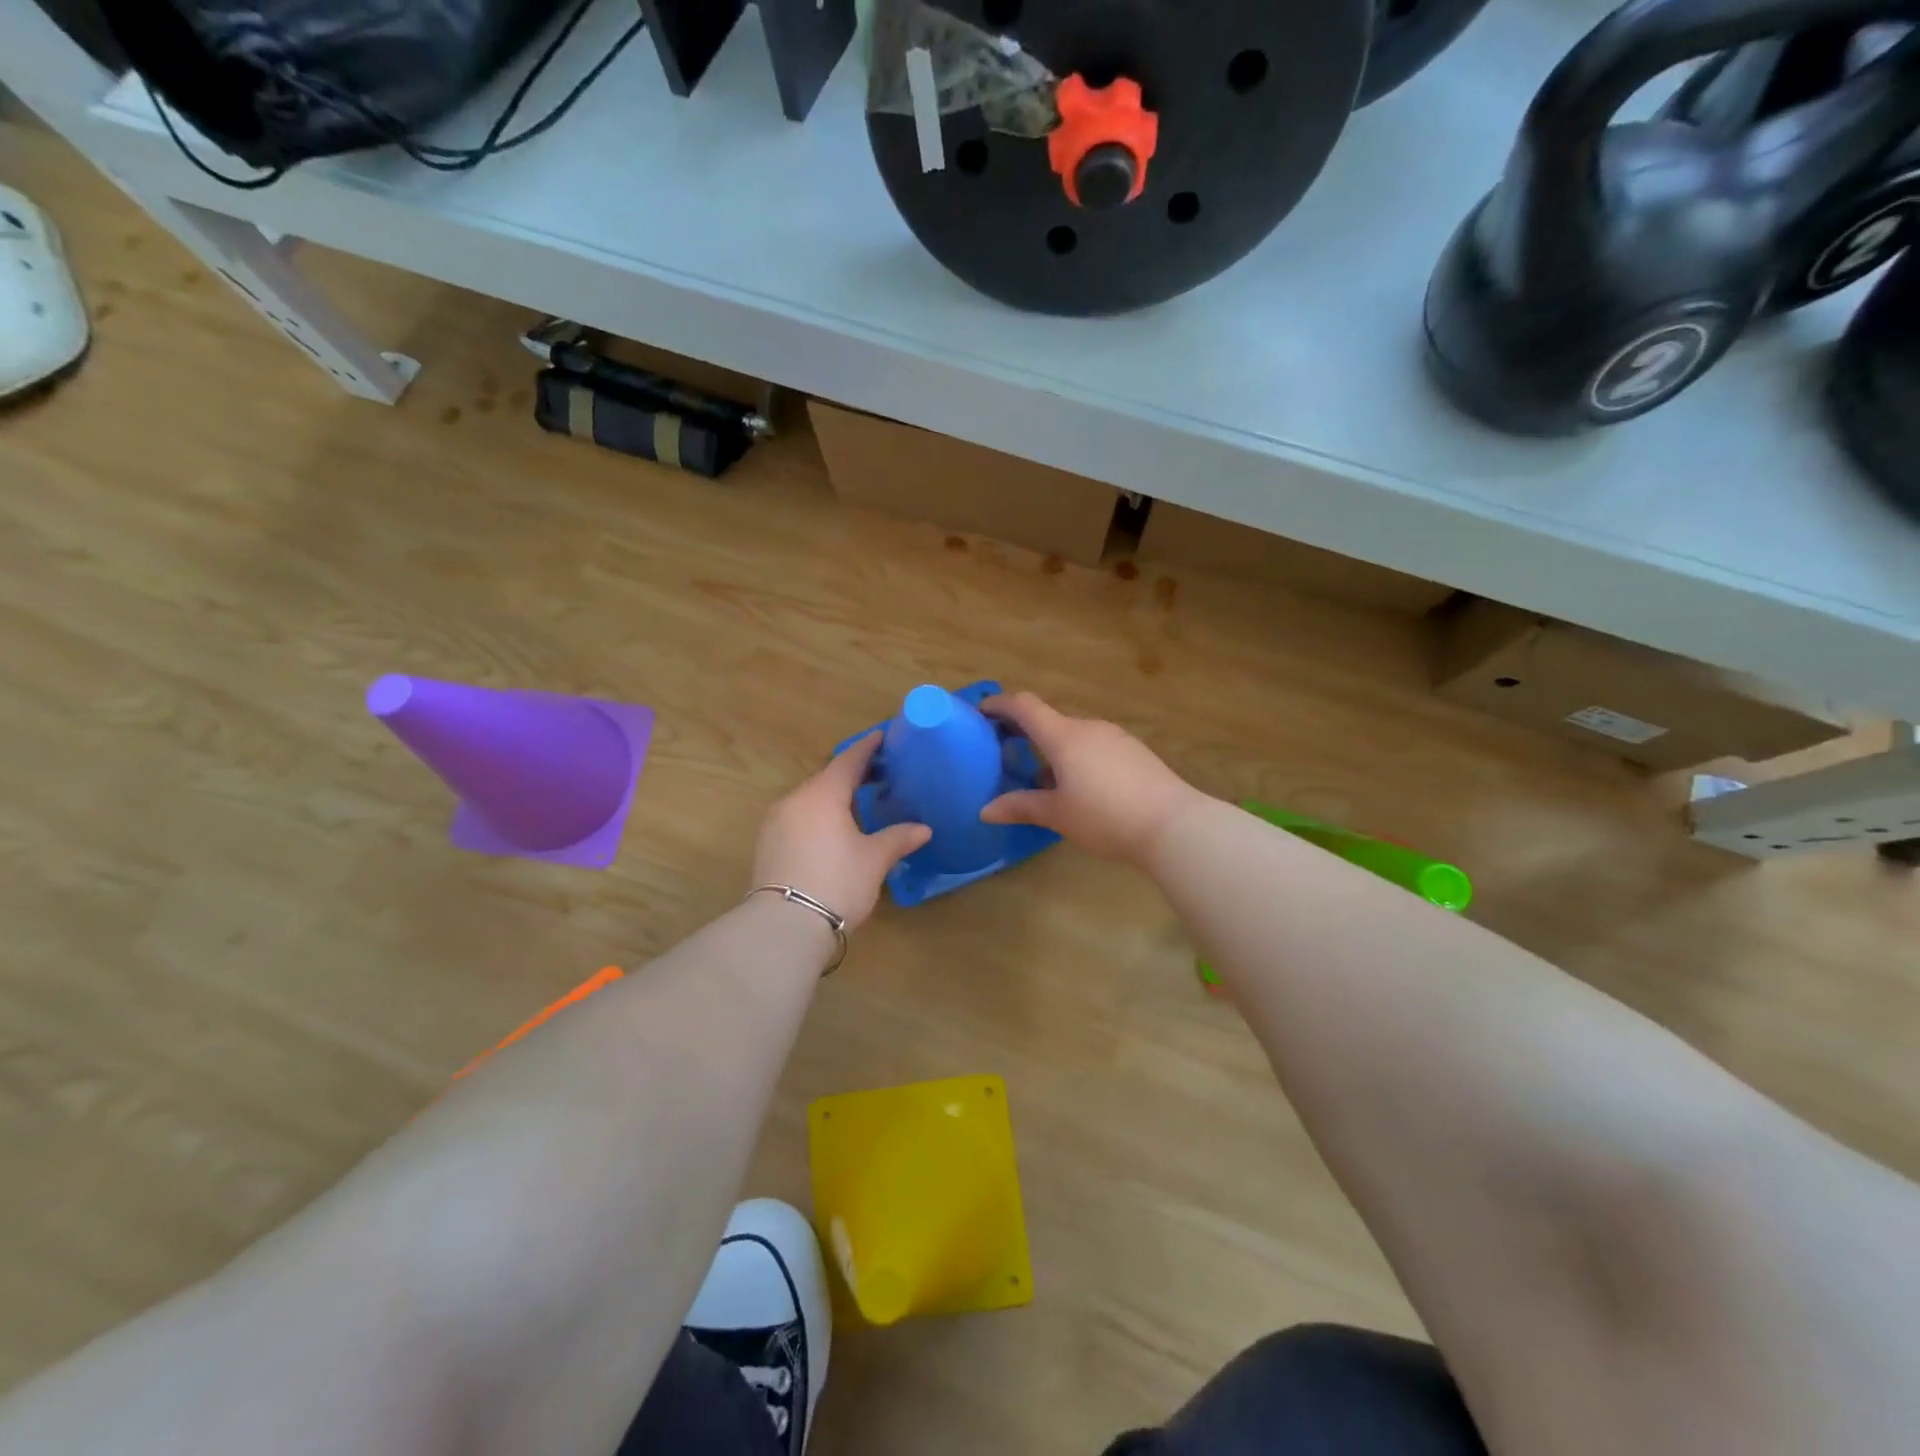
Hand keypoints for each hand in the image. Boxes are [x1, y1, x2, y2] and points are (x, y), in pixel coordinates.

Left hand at [752, 733, 930, 931]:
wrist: (784, 926)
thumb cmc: (837, 882)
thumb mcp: (874, 859)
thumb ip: (898, 837)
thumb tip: (923, 829)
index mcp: (822, 794)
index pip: (849, 761)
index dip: (867, 748)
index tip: (883, 736)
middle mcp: (794, 800)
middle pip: (827, 779)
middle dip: (852, 777)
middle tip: (879, 777)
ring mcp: (775, 823)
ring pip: (810, 801)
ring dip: (833, 799)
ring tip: (858, 808)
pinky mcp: (767, 846)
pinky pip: (798, 819)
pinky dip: (818, 818)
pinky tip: (832, 834)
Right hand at [979, 692, 1204, 866]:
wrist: (1174, 825)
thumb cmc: (1106, 817)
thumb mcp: (1057, 814)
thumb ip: (1021, 806)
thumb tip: (985, 810)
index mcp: (1064, 736)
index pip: (1024, 706)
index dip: (1000, 704)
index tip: (981, 711)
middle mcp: (1089, 728)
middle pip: (1049, 721)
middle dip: (1025, 733)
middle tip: (1005, 753)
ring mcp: (1115, 738)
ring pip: (1074, 736)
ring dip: (1052, 749)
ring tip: (1041, 778)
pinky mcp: (1135, 753)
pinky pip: (1095, 747)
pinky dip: (1076, 758)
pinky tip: (1079, 788)